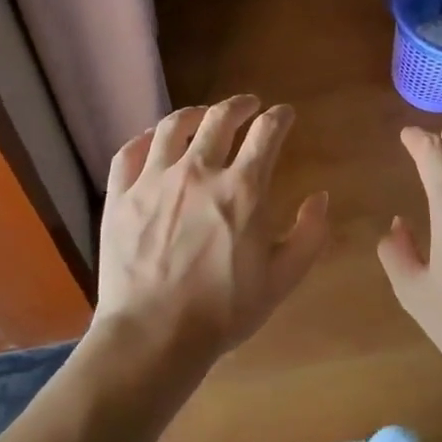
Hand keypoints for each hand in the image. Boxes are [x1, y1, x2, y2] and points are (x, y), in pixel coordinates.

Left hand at [91, 96, 328, 379]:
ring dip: (195, 113)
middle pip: (221, 119)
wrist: (154, 335)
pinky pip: (130, 152)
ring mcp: (154, 180)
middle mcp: (198, 172)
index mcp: (242, 190)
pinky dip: (147, 138)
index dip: (280, 117)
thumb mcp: (283, 279)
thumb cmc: (224, 311)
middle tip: (249, 105)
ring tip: (204, 115)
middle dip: (240, 105)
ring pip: (174, 126)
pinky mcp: (121, 196)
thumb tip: (321, 197)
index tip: (285, 115)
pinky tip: (155, 140)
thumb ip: (309, 234)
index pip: (267, 133)